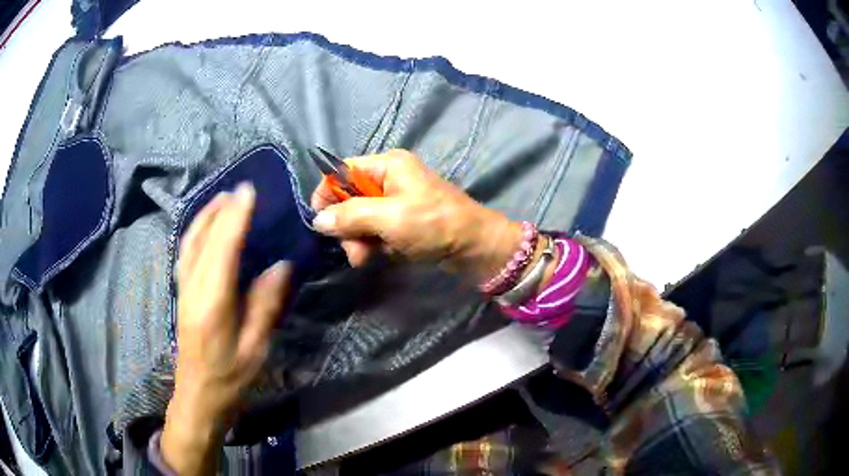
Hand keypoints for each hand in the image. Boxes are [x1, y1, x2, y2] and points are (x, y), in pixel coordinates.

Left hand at [161, 183, 290, 474]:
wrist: (198, 395)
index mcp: (213, 301)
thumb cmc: (230, 376)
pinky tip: (205, 227)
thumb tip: (281, 266)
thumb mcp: (256, 347)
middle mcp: (193, 287)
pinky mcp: (180, 293)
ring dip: (205, 216)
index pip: (223, 247)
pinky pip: (185, 251)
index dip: (236, 216)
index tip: (249, 191)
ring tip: (223, 199)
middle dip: (221, 209)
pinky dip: (196, 231)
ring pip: (190, 241)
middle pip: (203, 237)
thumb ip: (266, 304)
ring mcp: (182, 288)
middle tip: (241, 189)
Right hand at [311, 149, 521, 281]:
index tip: (318, 220)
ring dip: (359, 240)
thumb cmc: (434, 225)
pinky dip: (375, 244)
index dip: (327, 194)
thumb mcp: (389, 218)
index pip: (342, 171)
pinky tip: (383, 255)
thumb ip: (350, 216)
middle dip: (347, 225)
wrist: (475, 247)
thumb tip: (318, 220)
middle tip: (353, 250)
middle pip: (349, 198)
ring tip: (366, 258)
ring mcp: (397, 200)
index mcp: (387, 165)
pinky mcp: (403, 220)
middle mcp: (389, 178)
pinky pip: (376, 230)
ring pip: (361, 218)